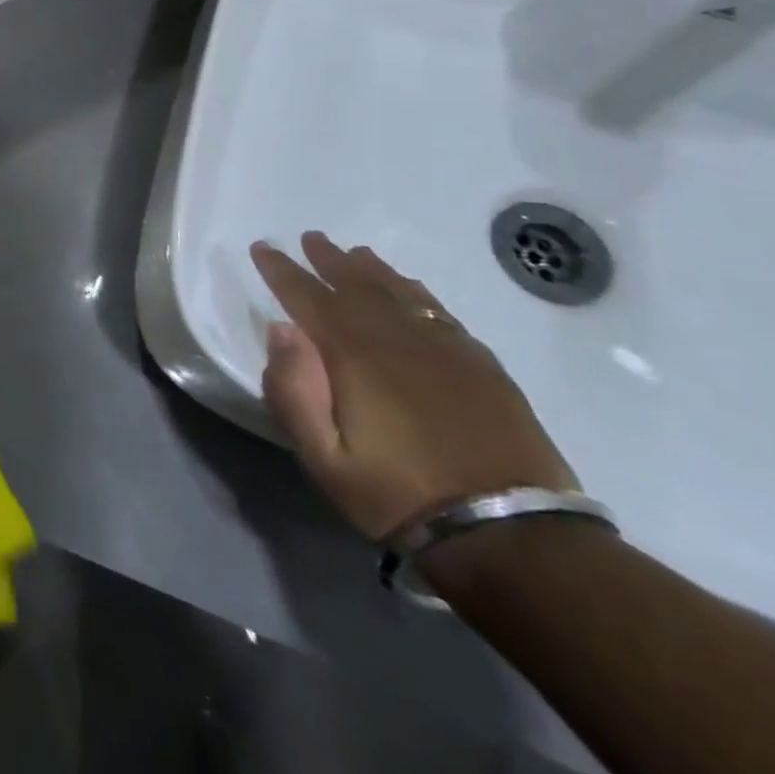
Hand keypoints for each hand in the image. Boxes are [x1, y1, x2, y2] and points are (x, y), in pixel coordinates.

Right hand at [250, 232, 577, 541]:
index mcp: (355, 356)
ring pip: (401, 294)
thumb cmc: (398, 495)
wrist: (511, 535)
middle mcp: (399, 340)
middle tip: (309, 238)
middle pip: (357, 286)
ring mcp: (447, 351)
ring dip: (372, 270)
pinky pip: (441, 313)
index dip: (282, 270)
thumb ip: (293, 390)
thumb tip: (281, 328)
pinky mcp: (483, 368)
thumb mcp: (323, 457)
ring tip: (354, 253)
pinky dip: (418, 293)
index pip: (308, 298)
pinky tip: (410, 289)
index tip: (263, 246)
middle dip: (327, 260)